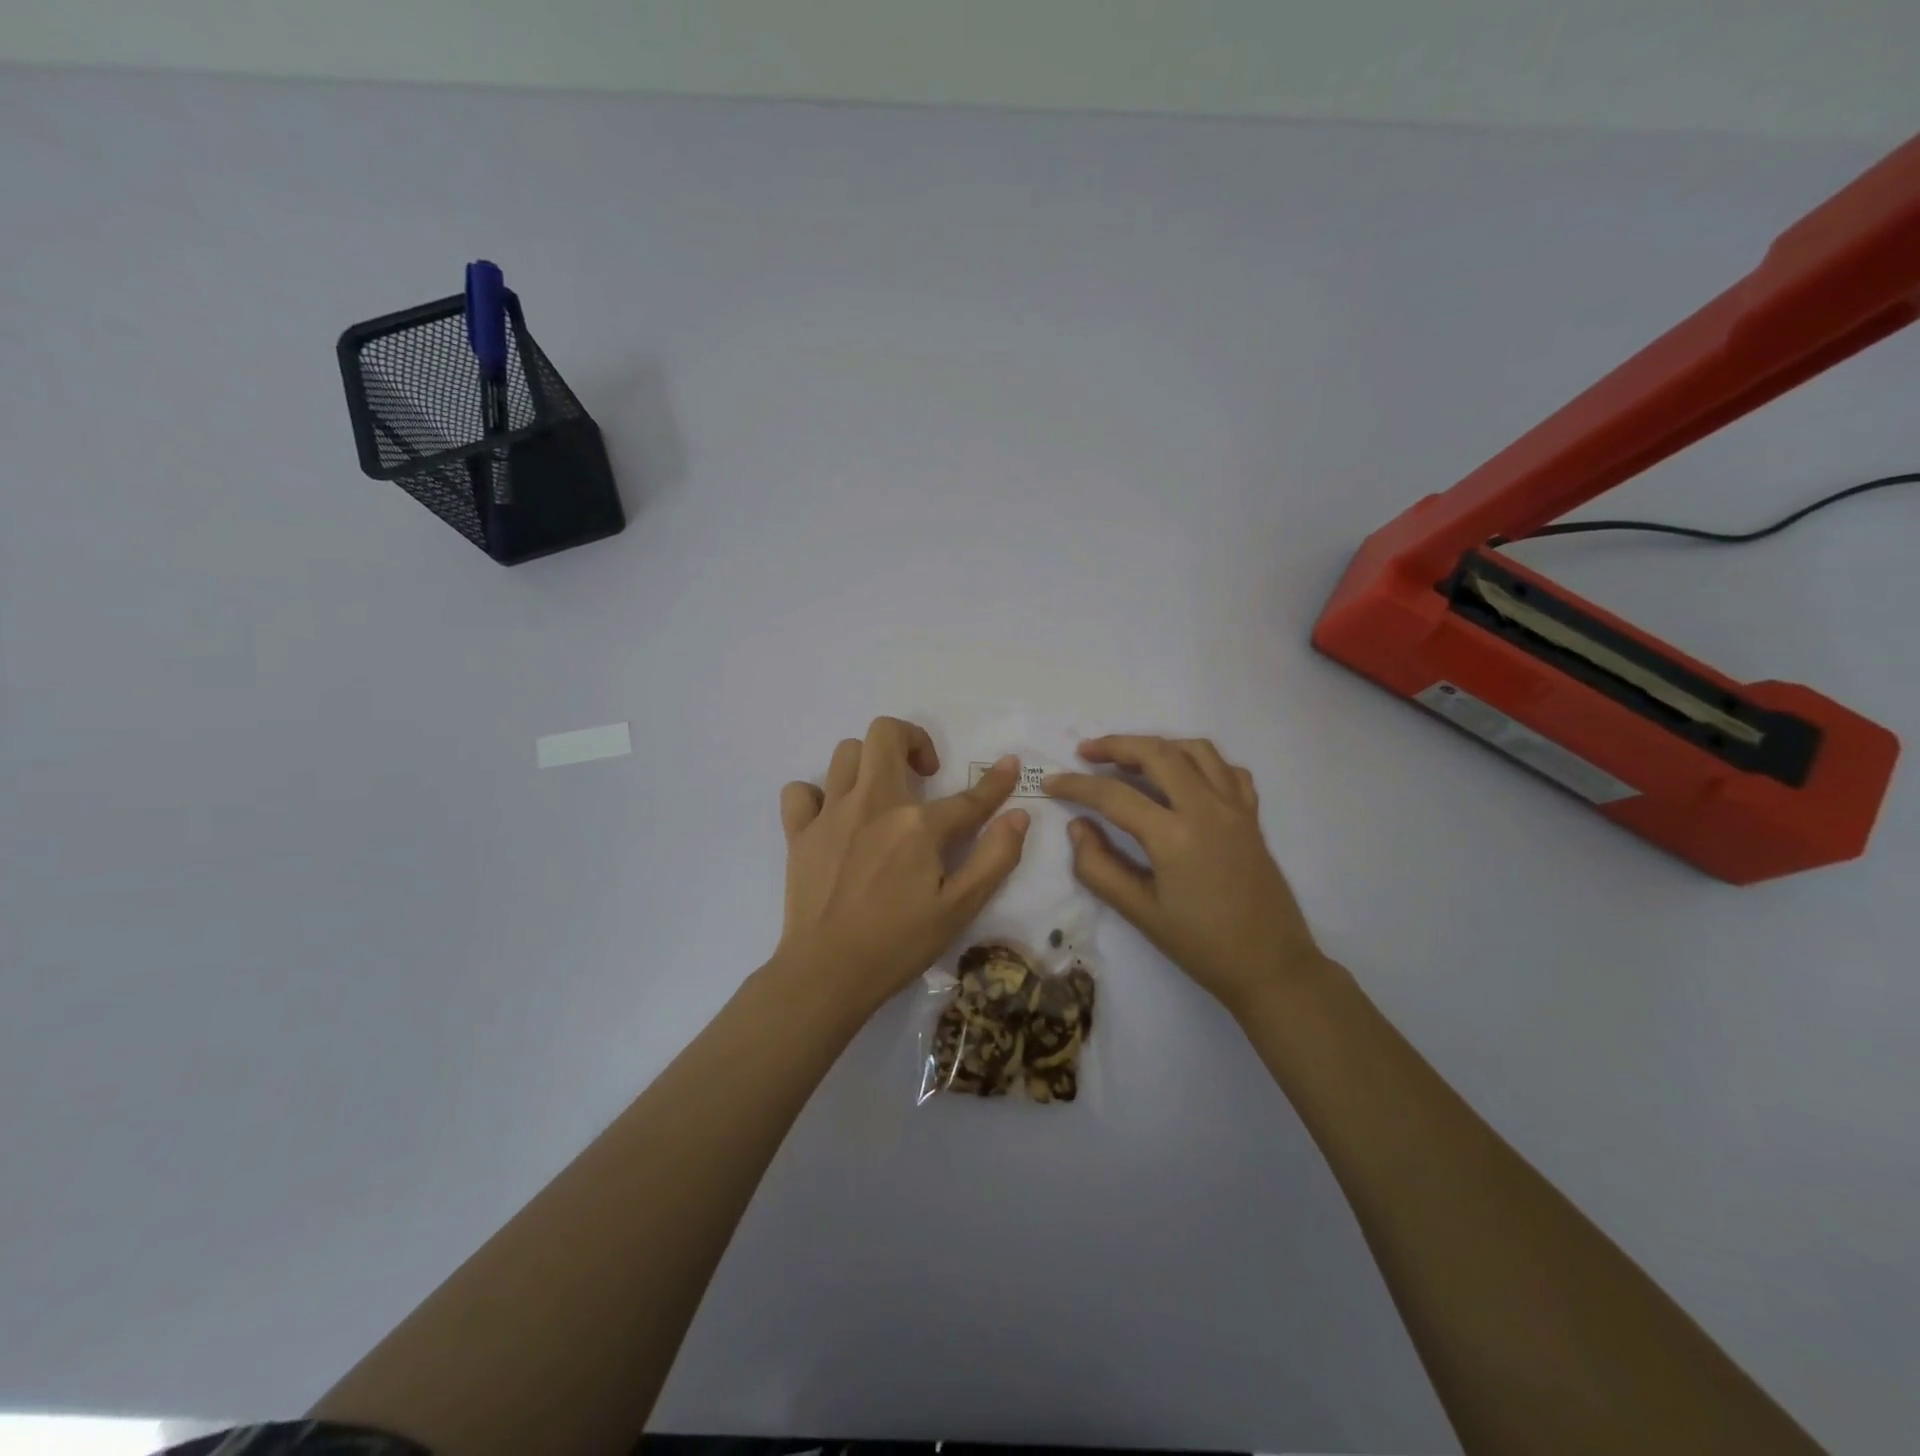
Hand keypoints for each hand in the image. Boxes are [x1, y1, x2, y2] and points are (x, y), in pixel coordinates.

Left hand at [777, 717, 1030, 1012]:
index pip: (968, 797)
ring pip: (846, 752)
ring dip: (870, 762)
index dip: (996, 782)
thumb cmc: (898, 944)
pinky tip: (833, 817)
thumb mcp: (960, 909)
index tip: (1009, 765)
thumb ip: (995, 858)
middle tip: (923, 773)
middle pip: (886, 733)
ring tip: (882, 793)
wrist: (827, 973)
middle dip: (911, 740)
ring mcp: (831, 814)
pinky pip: (801, 791)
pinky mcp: (799, 832)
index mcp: (917, 825)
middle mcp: (873, 804)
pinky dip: (817, 795)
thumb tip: (1019, 816)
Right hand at [1045, 735, 1326, 1015]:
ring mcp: (1235, 807)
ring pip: (1195, 750)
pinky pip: (1227, 770)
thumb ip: (1099, 867)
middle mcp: (1206, 808)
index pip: (1113, 795)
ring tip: (1131, 757)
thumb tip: (1078, 827)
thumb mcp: (1139, 913)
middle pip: (1156, 753)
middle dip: (1116, 745)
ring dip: (1158, 745)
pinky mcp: (1252, 815)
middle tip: (1086, 752)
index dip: (1076, 785)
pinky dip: (1200, 761)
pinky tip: (1183, 776)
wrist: (1271, 966)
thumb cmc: (1201, 945)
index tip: (1051, 782)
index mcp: (1174, 835)